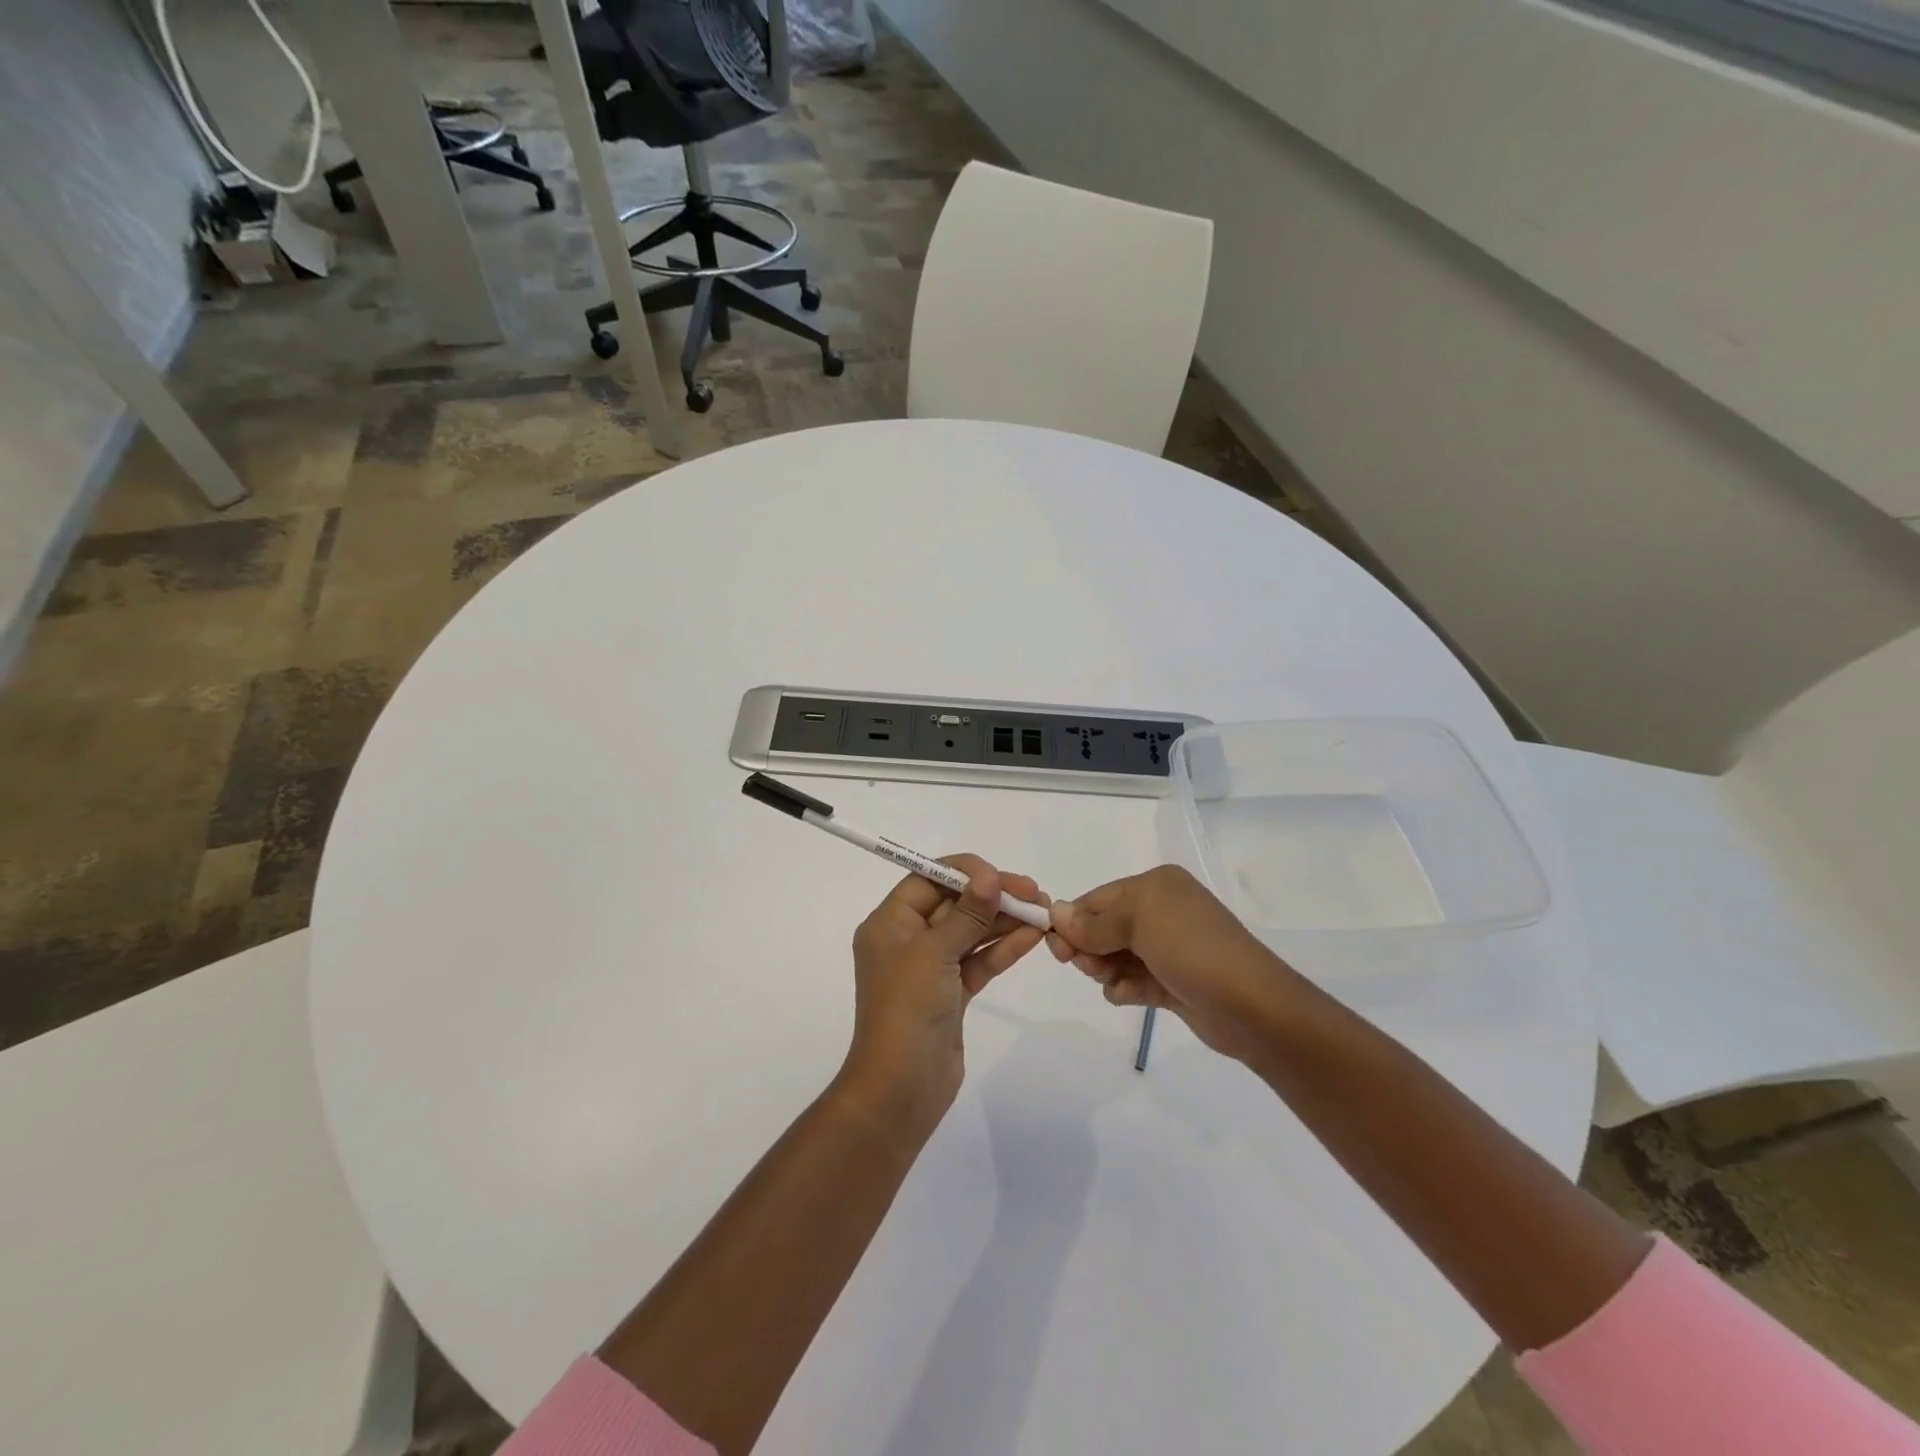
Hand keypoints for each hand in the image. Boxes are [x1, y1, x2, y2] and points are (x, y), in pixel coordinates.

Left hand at [839, 855, 1047, 1138]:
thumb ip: (966, 914)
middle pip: (953, 904)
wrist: (901, 1089)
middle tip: (1035, 892)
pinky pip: (979, 961)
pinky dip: (1003, 948)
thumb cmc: (907, 1010)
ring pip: (970, 933)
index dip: (965, 873)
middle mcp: (907, 940)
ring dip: (1004, 921)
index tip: (1000, 875)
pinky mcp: (951, 994)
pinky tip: (1033, 936)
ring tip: (1043, 912)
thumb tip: (989, 876)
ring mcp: (931, 968)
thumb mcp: (934, 953)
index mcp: (889, 924)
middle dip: (992, 896)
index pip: (927, 880)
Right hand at [1048, 865, 1301, 1066]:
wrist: (1251, 1006)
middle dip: (1089, 947)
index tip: (1055, 948)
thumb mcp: (1139, 922)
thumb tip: (1054, 911)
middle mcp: (1162, 911)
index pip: (1098, 898)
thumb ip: (1093, 922)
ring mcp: (1168, 949)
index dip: (1073, 920)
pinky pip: (1133, 980)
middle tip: (1085, 967)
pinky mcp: (1173, 982)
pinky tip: (1130, 996)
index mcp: (1156, 886)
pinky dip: (1125, 988)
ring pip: (1115, 956)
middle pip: (1104, 927)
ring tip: (1112, 981)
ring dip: (1105, 969)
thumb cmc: (1191, 948)